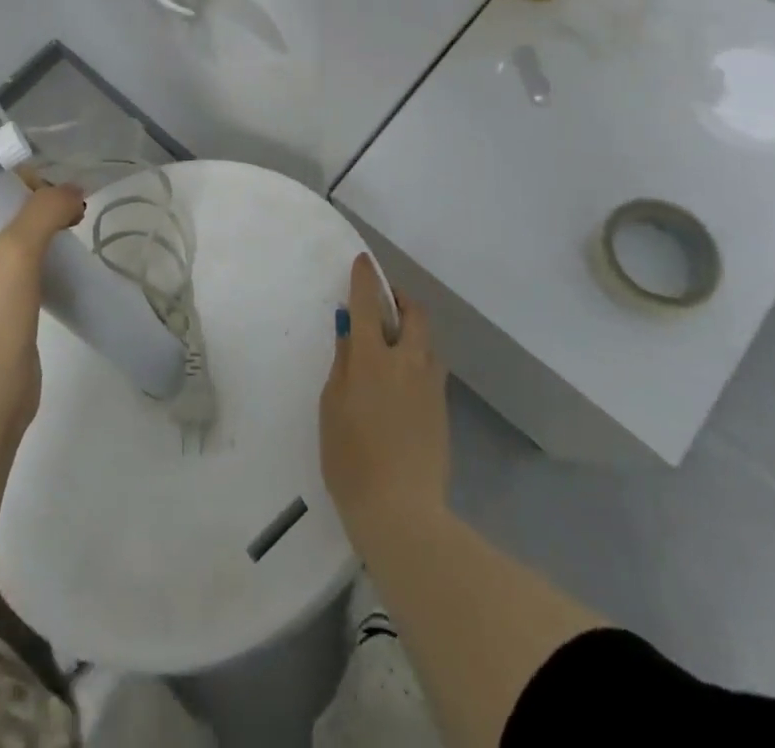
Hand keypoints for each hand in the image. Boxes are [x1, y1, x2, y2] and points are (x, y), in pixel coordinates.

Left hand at [0, 181, 84, 449]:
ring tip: (74, 224)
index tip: (51, 190)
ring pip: (14, 231)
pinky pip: (22, 259)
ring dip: (45, 224)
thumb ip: (45, 209)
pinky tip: (66, 251)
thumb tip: (75, 191)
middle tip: (69, 210)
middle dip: (37, 200)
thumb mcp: (15, 253)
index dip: (17, 177)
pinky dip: (45, 249)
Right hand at [320, 254, 450, 540]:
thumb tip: (350, 330)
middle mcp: (407, 362)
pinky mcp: (442, 409)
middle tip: (384, 302)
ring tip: (393, 342)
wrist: (402, 512)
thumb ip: (343, 362)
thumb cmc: (351, 458)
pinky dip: (417, 358)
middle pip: (414, 314)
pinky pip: (431, 367)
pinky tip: (402, 379)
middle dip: (400, 299)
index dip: (365, 279)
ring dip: (412, 329)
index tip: (363, 262)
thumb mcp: (332, 406)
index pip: (368, 304)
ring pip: (427, 341)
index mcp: (373, 358)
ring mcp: (430, 385)